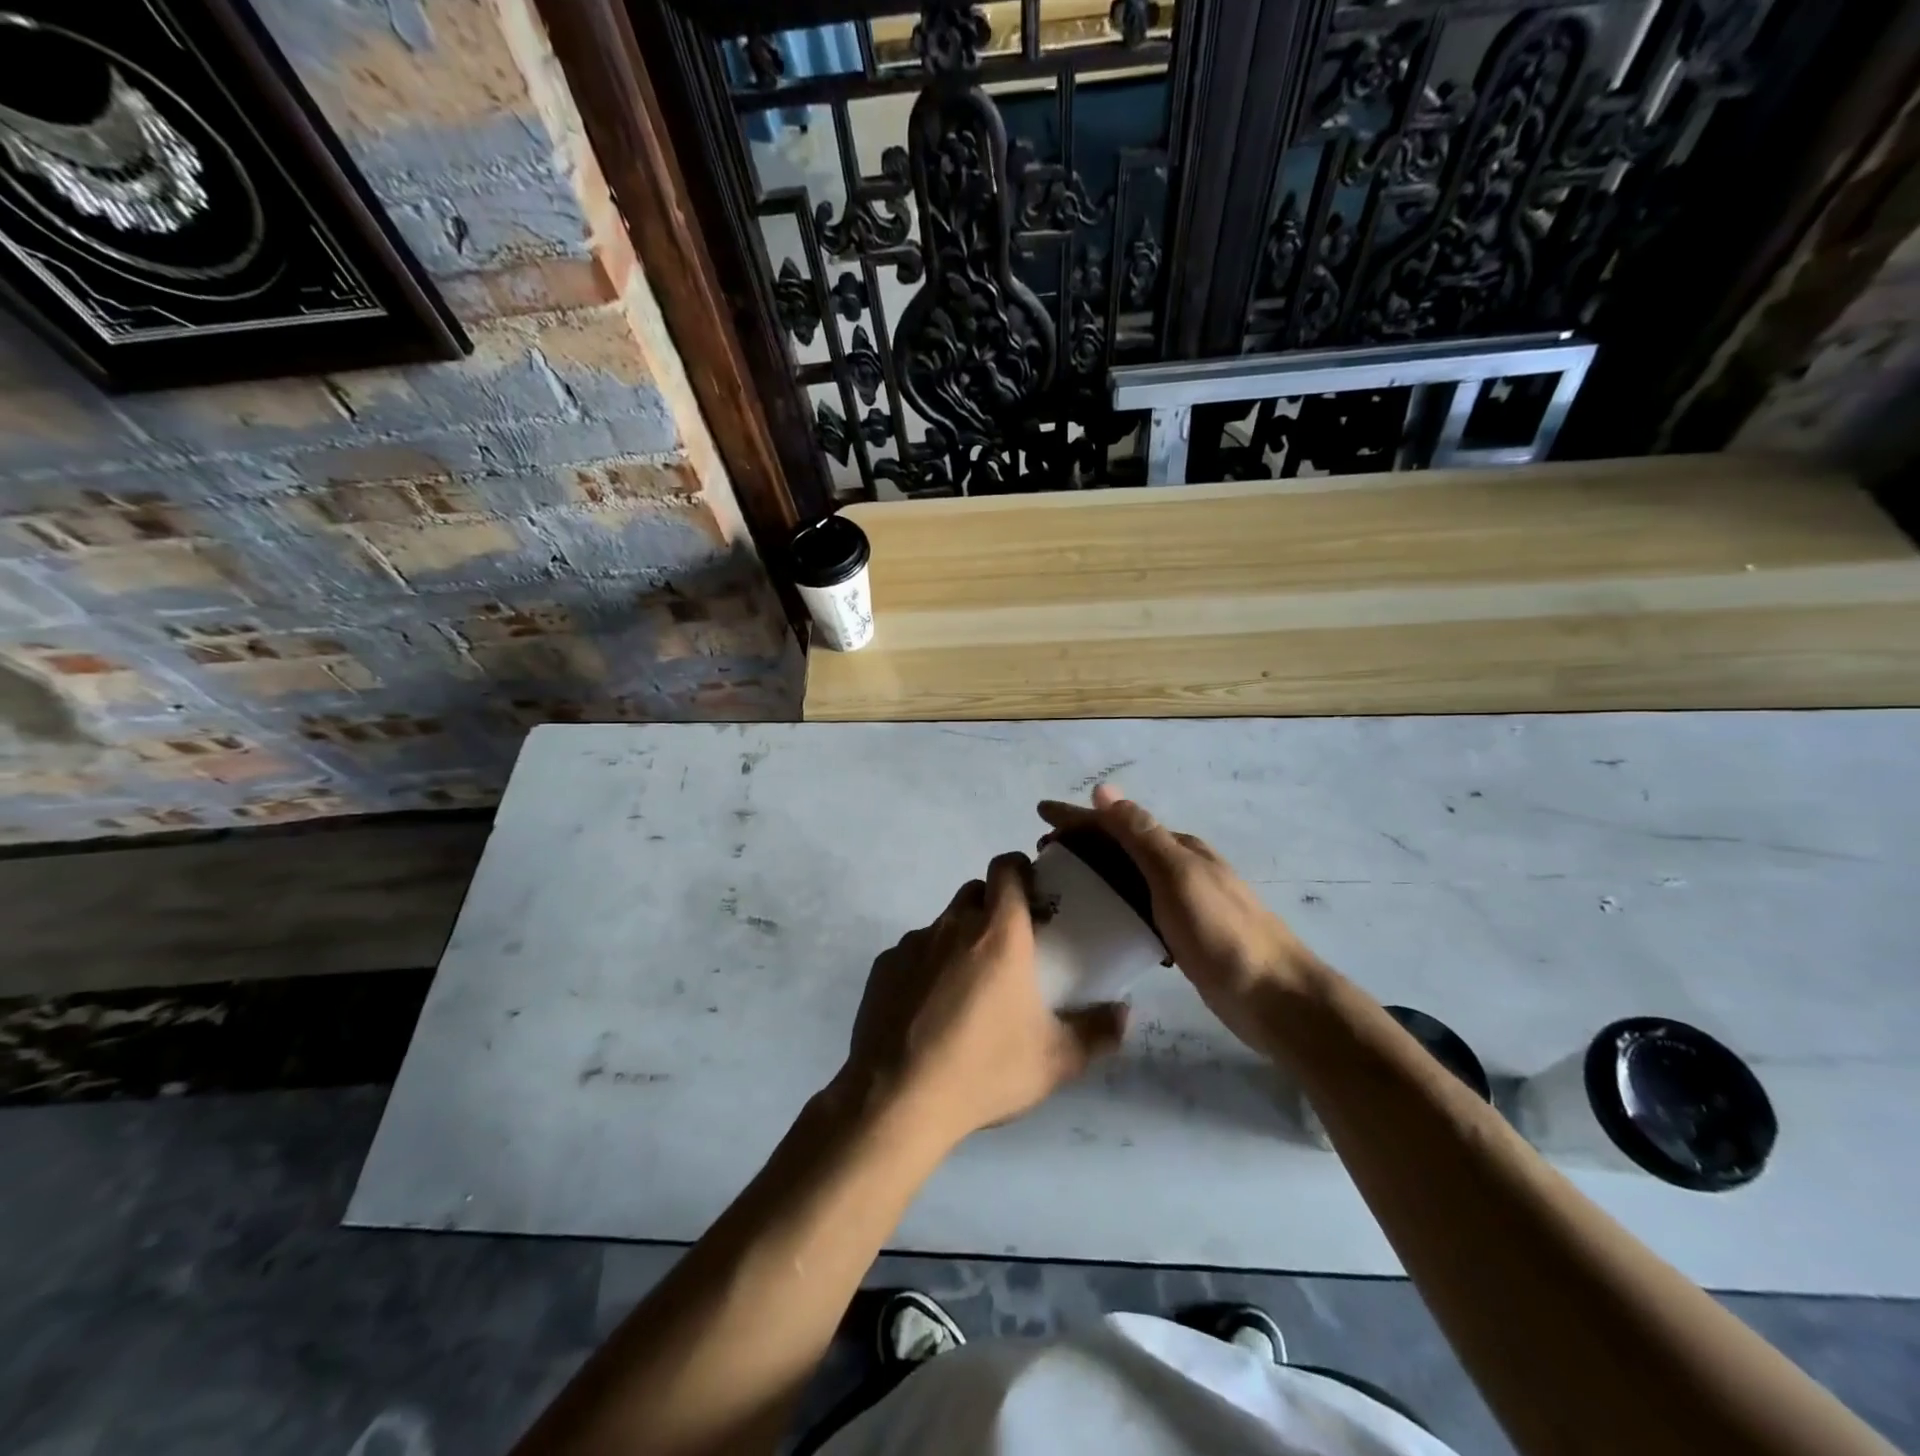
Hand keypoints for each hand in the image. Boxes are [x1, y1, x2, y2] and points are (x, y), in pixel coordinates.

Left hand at [840, 852, 1127, 1150]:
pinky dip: (926, 967)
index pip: (1006, 868)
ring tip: (968, 986)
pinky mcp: (883, 966)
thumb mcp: (1056, 1061)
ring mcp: (913, 943)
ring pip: (943, 923)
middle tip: (1009, 948)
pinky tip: (930, 1009)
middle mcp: (953, 925)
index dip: (1020, 870)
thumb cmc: (985, 1070)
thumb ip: (1098, 1032)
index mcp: (998, 933)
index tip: (1034, 894)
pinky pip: (913, 952)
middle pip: (975, 892)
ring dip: (959, 939)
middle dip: (993, 907)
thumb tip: (1125, 1011)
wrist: (899, 1100)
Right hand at [1038, 786, 1324, 1055]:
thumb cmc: (1222, 933)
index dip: (1077, 817)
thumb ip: (1140, 834)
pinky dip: (1114, 906)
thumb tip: (1104, 790)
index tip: (1039, 814)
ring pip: (1128, 879)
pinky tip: (1099, 922)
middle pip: (1121, 848)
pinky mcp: (1184, 936)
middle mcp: (1180, 868)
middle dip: (1081, 844)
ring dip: (1095, 874)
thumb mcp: (1177, 876)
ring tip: (1061, 886)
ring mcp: (1184, 903)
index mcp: (1177, 849)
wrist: (1276, 998)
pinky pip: (1138, 909)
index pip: (1117, 823)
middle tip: (1043, 855)